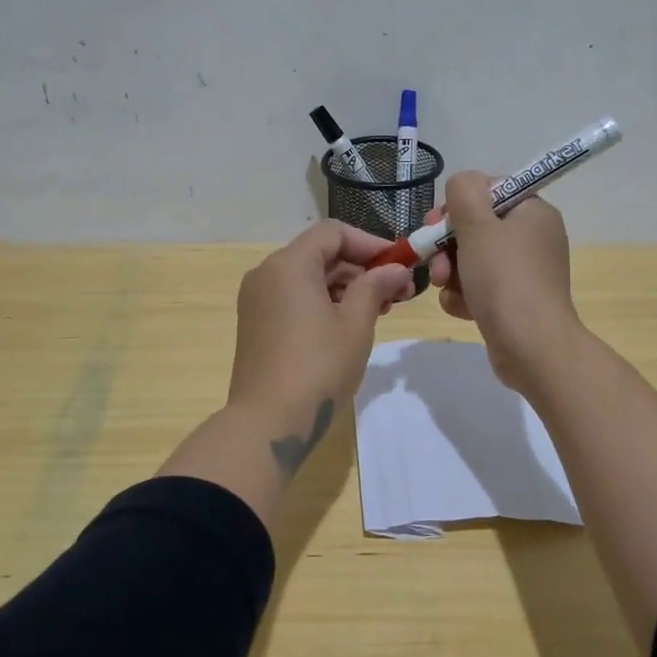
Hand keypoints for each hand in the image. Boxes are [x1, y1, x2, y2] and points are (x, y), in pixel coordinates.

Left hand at [227, 221, 414, 465]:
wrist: (267, 423)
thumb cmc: (318, 367)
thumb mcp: (356, 324)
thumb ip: (375, 287)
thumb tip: (394, 269)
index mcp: (289, 264)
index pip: (334, 233)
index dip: (371, 243)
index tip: (400, 265)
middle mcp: (267, 273)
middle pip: (320, 253)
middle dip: (361, 268)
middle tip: (398, 293)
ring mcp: (257, 299)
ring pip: (308, 277)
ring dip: (345, 287)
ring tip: (380, 311)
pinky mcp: (256, 324)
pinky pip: (294, 298)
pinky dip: (323, 302)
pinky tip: (349, 325)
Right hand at [428, 170, 583, 393]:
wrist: (531, 346)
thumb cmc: (504, 278)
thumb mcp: (477, 224)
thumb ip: (464, 192)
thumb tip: (463, 182)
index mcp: (533, 212)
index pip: (489, 190)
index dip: (458, 203)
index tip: (438, 222)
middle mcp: (533, 238)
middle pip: (476, 227)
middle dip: (447, 244)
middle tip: (434, 259)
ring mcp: (524, 272)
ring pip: (472, 259)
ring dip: (451, 272)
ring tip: (444, 287)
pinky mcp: (514, 301)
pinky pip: (479, 287)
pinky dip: (465, 295)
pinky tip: (461, 308)